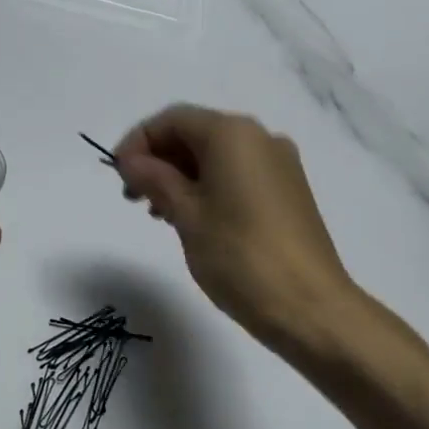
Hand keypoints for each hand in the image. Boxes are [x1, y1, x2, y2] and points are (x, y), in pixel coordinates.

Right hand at [114, 105, 356, 351]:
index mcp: (233, 134)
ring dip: (179, 176)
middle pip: (195, 134)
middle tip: (132, 197)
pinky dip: (206, 187)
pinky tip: (190, 219)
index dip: (138, 142)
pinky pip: (236, 175)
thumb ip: (155, 179)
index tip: (117, 176)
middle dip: (158, 159)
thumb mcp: (186, 215)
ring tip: (158, 213)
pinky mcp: (287, 192)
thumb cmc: (240, 257)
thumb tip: (131, 161)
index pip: (173, 119)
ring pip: (215, 156)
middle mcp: (260, 138)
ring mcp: (279, 165)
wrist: (310, 308)